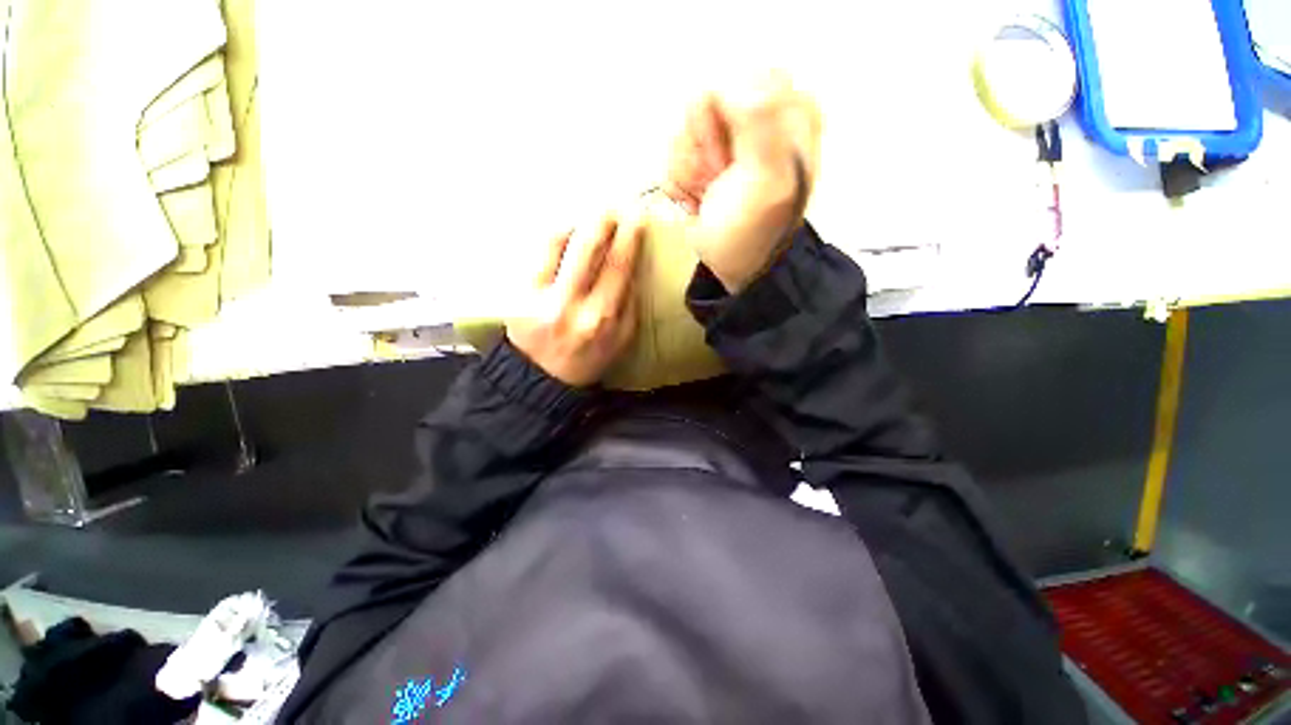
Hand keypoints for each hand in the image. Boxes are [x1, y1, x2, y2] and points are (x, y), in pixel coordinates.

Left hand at [506, 215, 642, 386]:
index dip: (629, 237)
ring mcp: (542, 297)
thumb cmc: (586, 360)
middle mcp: (573, 305)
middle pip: (591, 249)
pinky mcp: (519, 293)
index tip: (637, 216)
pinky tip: (565, 230)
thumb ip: (630, 307)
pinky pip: (538, 252)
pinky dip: (554, 234)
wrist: (540, 380)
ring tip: (589, 214)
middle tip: (613, 203)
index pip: (619, 268)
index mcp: (603, 319)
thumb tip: (632, 270)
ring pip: (560, 243)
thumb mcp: (620, 341)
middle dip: (604, 219)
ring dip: (577, 221)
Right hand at [663, 73, 820, 291]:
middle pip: (701, 104)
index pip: (732, 81)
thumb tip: (743, 85)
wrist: (734, 266)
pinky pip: (672, 153)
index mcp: (787, 110)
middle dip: (701, 152)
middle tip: (719, 181)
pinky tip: (699, 201)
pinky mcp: (703, 157)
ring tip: (709, 195)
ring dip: (689, 173)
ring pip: (682, 130)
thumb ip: (761, 128)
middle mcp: (757, 115)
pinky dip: (680, 185)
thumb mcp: (766, 183)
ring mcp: (726, 137)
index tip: (729, 163)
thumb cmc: (752, 232)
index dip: (719, 123)